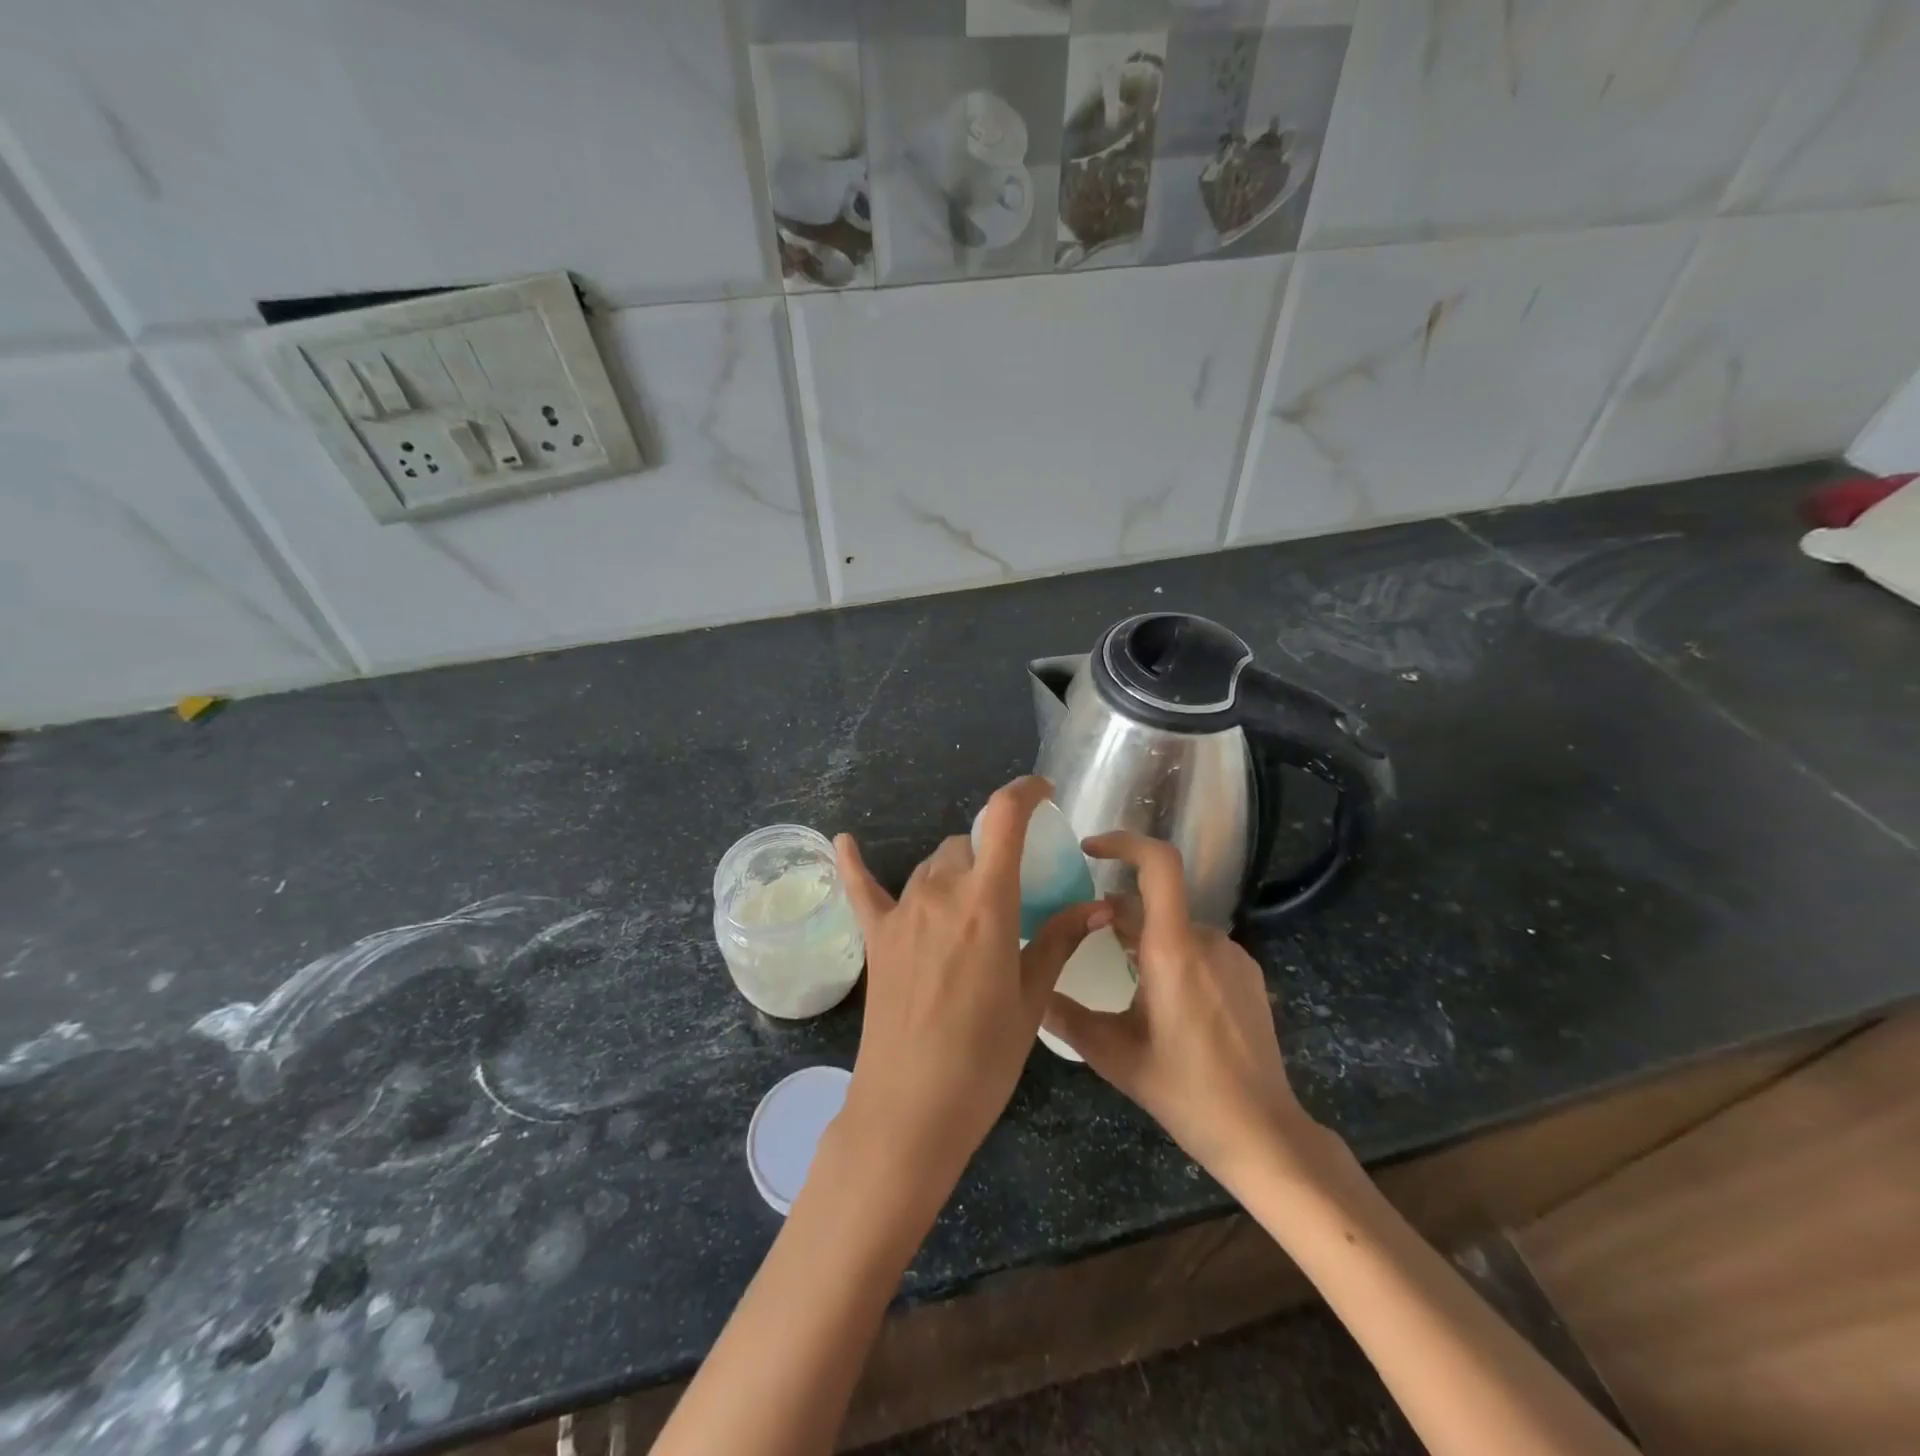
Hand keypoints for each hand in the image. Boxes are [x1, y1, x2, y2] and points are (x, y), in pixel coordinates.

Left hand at [832, 776, 1111, 1198]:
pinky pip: (862, 888)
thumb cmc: (984, 1058)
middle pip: (968, 845)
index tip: (1044, 792)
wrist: (910, 1110)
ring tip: (972, 906)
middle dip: (994, 854)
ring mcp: (901, 912)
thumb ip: (1060, 940)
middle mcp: (940, 892)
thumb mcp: (1031, 999)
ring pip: (933, 866)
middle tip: (1014, 891)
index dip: (1025, 792)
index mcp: (987, 902)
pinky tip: (843, 840)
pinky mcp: (875, 937)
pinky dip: (854, 864)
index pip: (1004, 819)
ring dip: (956, 871)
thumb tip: (1099, 906)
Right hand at [1042, 831, 1339, 1195]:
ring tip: (1121, 979)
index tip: (1089, 849)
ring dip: (1144, 939)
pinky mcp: (1247, 974)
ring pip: (1174, 927)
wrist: (1262, 1133)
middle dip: (1117, 914)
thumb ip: (1066, 1017)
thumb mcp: (1114, 1057)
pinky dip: (1172, 954)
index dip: (1124, 843)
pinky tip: (1162, 999)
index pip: (1158, 865)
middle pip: (1154, 903)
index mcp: (1173, 951)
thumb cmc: (1185, 1093)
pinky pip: (1199, 946)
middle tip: (1086, 944)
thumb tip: (1028, 991)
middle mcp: (1207, 940)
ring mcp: (1233, 955)